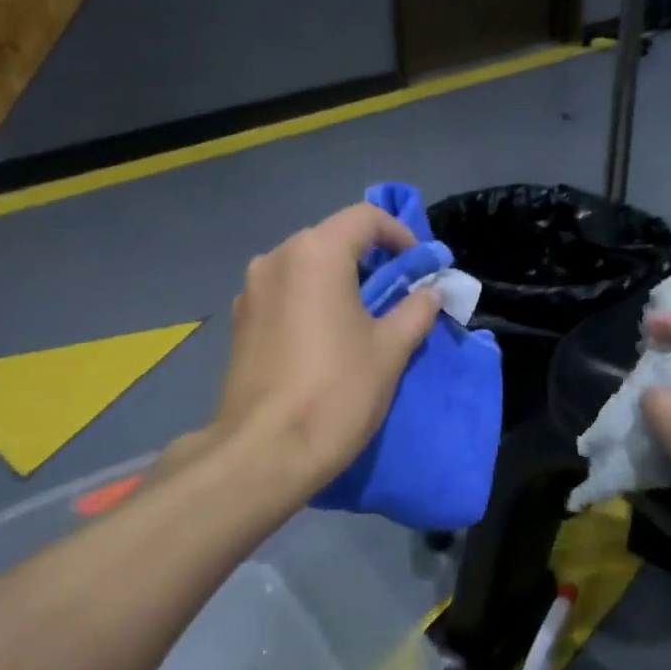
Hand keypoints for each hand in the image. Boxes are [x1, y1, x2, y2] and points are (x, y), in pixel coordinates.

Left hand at [209, 203, 440, 492]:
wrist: (265, 451)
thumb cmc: (337, 391)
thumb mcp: (391, 349)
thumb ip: (416, 310)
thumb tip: (430, 292)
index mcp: (315, 254)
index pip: (365, 218)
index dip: (400, 234)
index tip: (420, 266)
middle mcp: (276, 259)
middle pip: (332, 239)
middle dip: (370, 259)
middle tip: (398, 293)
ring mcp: (251, 291)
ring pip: (306, 267)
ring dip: (339, 280)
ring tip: (364, 318)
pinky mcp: (240, 322)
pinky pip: (285, 294)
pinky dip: (312, 300)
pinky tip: (326, 338)